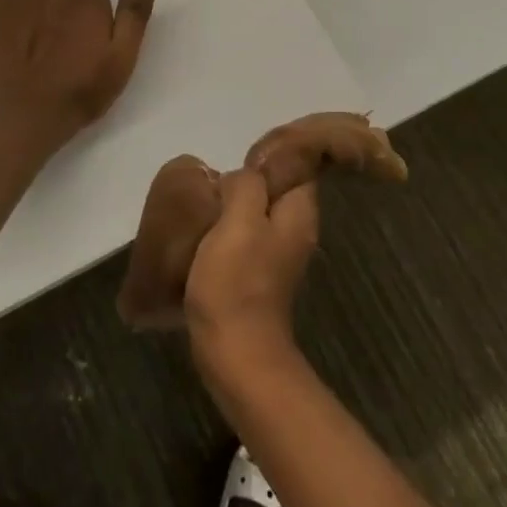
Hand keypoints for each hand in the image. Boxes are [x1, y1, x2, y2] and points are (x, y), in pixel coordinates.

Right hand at [185, 167, 317, 384]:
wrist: (235, 352)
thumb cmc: (236, 282)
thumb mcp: (239, 221)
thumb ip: (246, 186)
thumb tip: (240, 178)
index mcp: (299, 213)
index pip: (299, 166)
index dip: (275, 154)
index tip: (242, 154)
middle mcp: (296, 229)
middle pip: (278, 189)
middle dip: (250, 179)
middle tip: (217, 177)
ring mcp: (279, 254)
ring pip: (259, 213)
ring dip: (236, 204)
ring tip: (207, 199)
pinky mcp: (259, 274)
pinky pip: (247, 236)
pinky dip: (230, 228)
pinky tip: (206, 230)